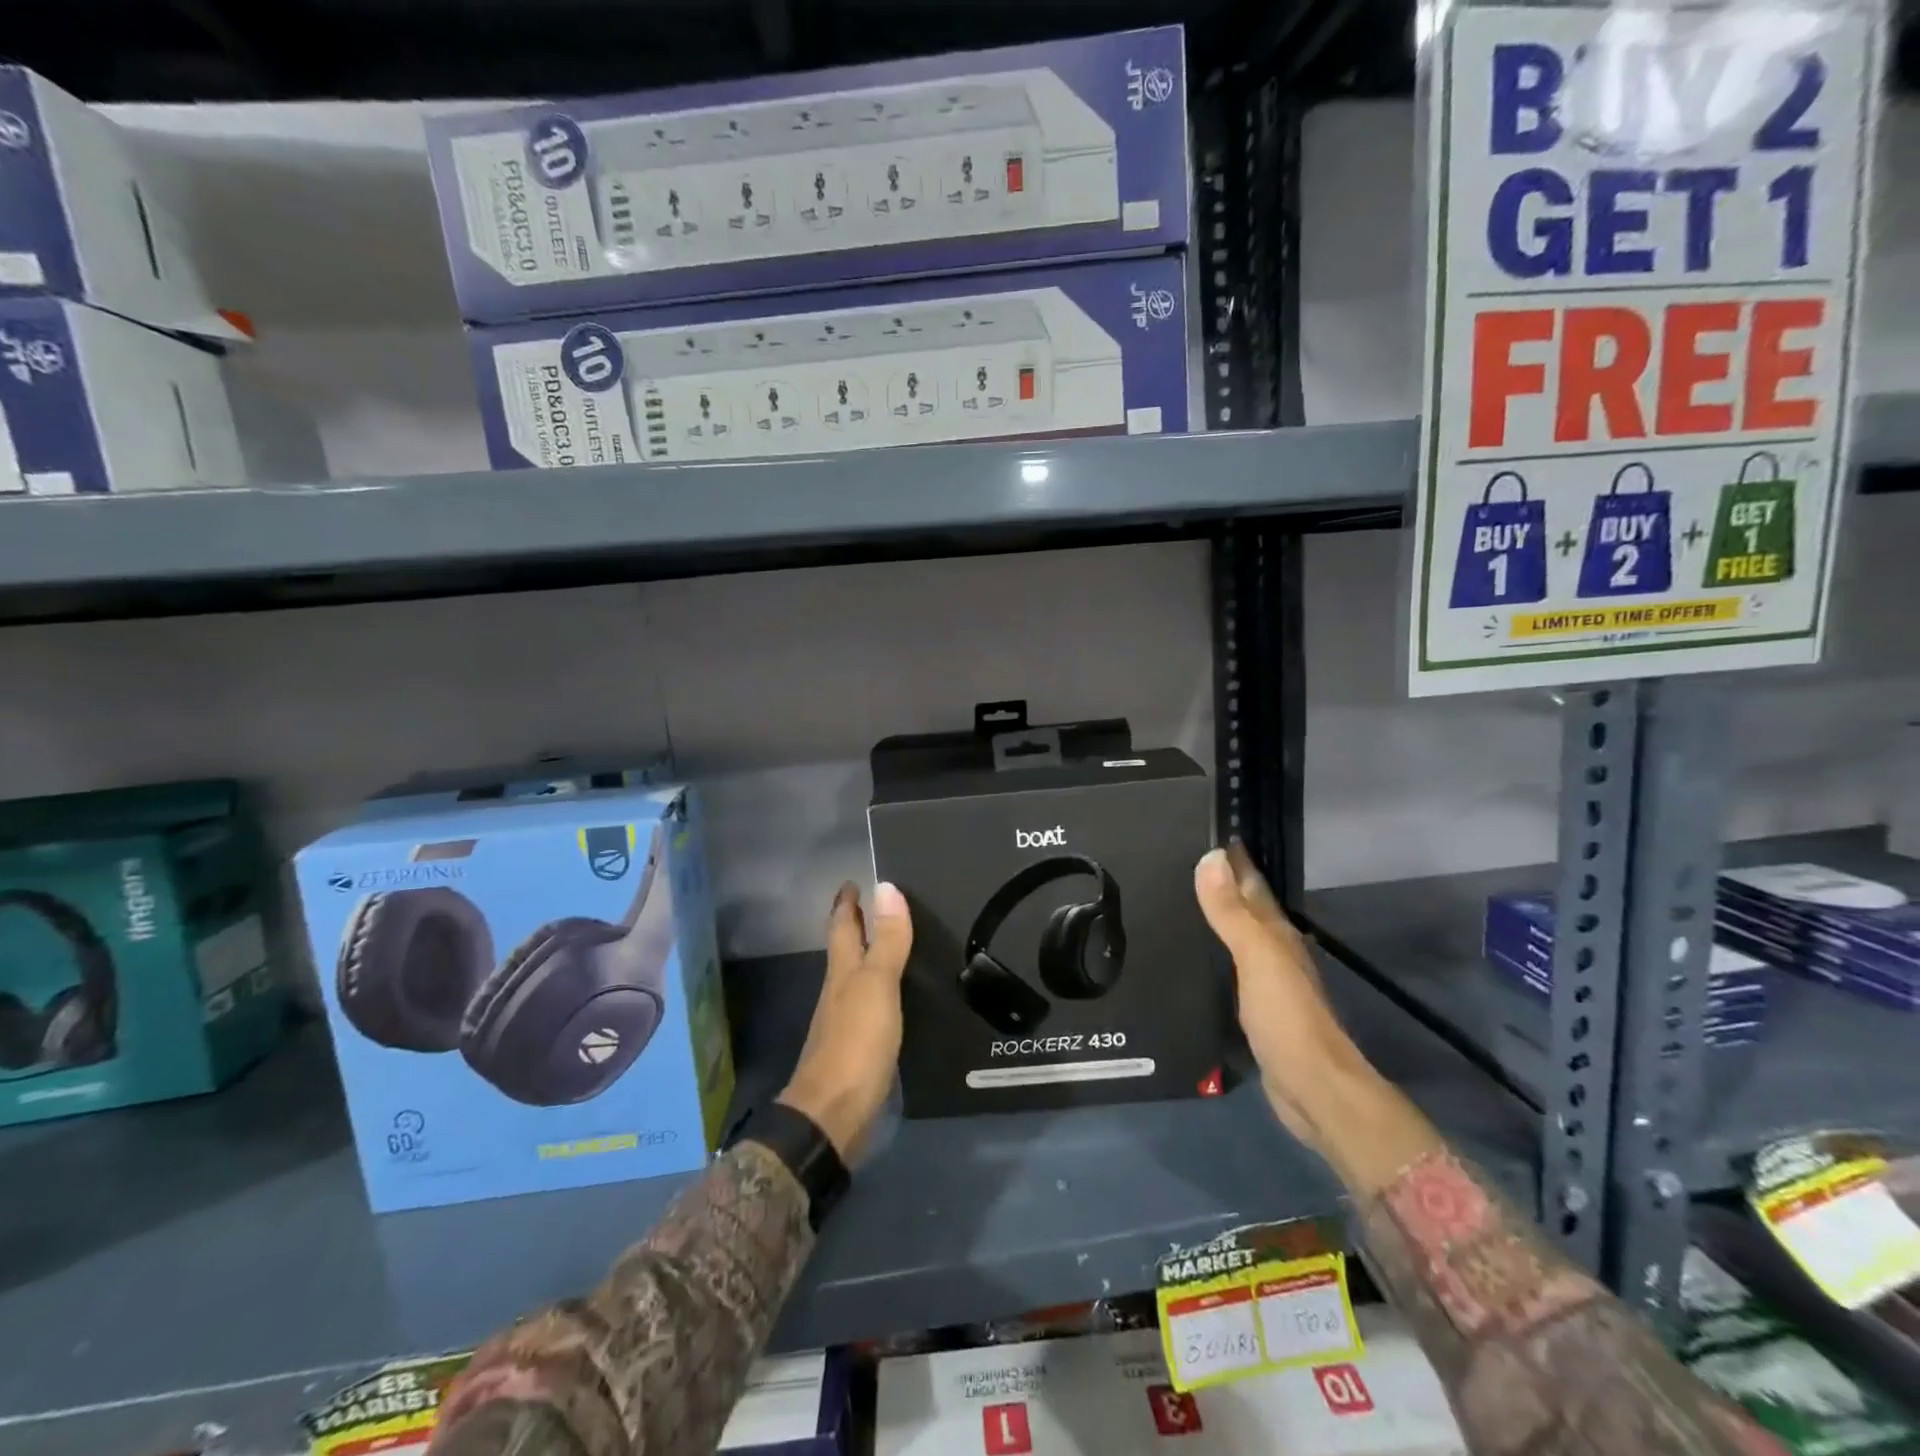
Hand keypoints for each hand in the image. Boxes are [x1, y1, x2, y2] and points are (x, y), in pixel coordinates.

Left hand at [777, 881, 912, 1161]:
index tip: (852, 881)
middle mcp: (840, 991)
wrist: (834, 1116)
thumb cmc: (855, 1043)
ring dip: (870, 958)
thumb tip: (886, 886)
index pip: (842, 926)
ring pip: (857, 978)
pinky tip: (897, 996)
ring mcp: (846, 1022)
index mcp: (843, 972)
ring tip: (893, 944)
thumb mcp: (877, 986)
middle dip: (856, 926)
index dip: (847, 903)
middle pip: (846, 950)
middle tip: (876, 904)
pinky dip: (881, 990)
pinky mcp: (858, 1049)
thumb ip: (886, 941)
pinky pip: (870, 1006)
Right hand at [1193, 845, 1374, 1152]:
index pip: (1252, 885)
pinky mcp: (1257, 1010)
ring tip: (1186, 899)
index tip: (1210, 831)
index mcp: (1276, 935)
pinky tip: (1199, 954)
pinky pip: (1231, 967)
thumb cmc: (1286, 1018)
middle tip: (1186, 859)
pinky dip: (1217, 953)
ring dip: (1220, 917)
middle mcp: (1275, 952)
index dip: (1234, 860)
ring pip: (1239, 937)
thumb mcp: (1256, 958)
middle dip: (1224, 883)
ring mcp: (1267, 982)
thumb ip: (1231, 912)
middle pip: (1247, 908)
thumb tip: (1210, 857)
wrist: (1313, 1088)